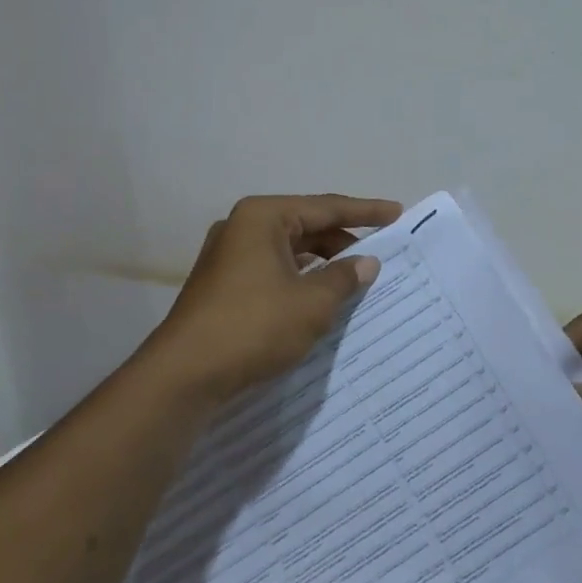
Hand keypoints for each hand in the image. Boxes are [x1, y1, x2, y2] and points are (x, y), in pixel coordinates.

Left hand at [149, 193, 402, 405]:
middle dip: (343, 239)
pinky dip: (300, 278)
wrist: (184, 375)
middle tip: (379, 253)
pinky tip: (320, 296)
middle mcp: (242, 227)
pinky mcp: (223, 284)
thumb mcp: (311, 303)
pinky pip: (273, 269)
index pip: (326, 207)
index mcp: (263, 217)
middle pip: (306, 225)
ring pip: (289, 250)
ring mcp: (228, 256)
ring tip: (355, 277)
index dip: (365, 212)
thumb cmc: (253, 326)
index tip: (396, 213)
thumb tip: (366, 262)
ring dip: (322, 262)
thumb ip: (344, 278)